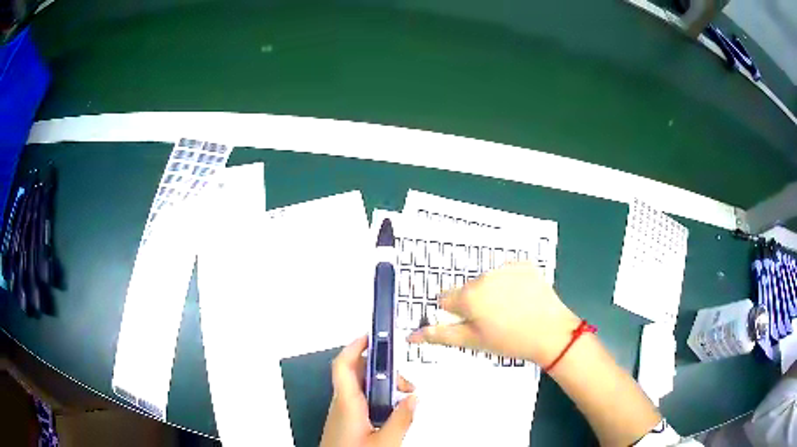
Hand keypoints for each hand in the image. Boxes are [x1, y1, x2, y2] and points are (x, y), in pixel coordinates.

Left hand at [320, 335, 417, 446]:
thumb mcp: (385, 442)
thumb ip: (401, 419)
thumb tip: (415, 398)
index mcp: (347, 404)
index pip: (344, 365)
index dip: (356, 346)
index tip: (373, 335)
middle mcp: (342, 404)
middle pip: (357, 373)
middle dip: (382, 369)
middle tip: (404, 380)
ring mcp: (343, 413)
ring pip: (361, 387)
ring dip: (383, 386)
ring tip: (404, 398)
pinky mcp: (347, 421)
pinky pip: (362, 401)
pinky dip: (379, 398)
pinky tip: (393, 410)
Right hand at [408, 262, 579, 366]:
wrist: (551, 333)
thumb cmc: (509, 341)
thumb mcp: (472, 342)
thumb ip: (439, 335)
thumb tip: (410, 335)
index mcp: (468, 295)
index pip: (445, 299)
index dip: (455, 313)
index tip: (470, 324)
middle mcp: (483, 276)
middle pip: (467, 288)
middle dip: (474, 303)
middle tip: (492, 321)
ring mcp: (506, 267)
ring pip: (487, 279)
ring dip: (491, 292)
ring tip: (510, 311)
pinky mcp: (525, 264)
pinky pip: (508, 272)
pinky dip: (510, 282)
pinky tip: (521, 298)